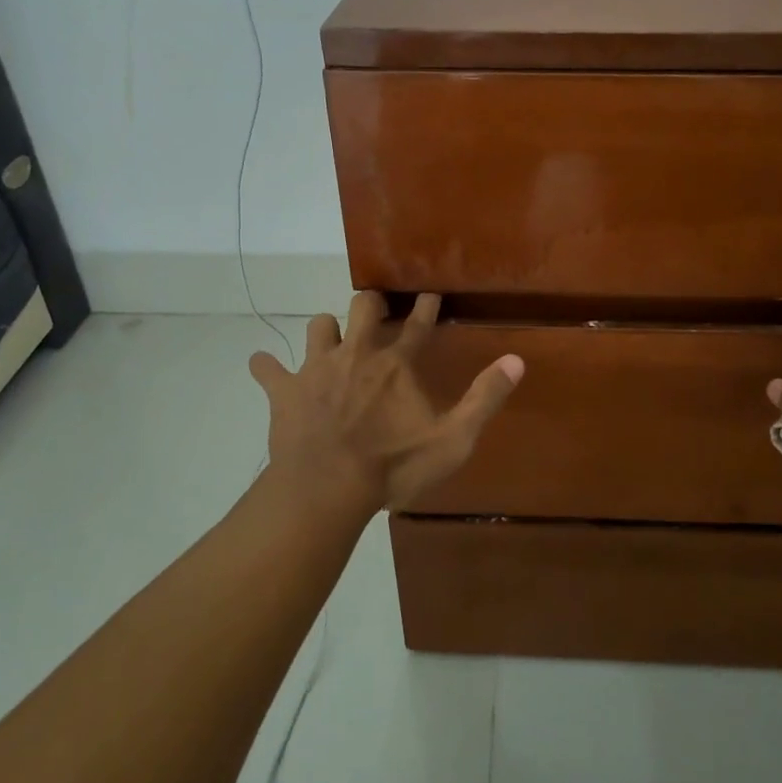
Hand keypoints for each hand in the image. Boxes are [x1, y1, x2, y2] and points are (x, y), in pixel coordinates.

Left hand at [249, 292, 523, 515]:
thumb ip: (484, 398)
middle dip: (371, 304)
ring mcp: (317, 368)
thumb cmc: (393, 467)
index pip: (419, 324)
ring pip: (318, 325)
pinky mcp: (285, 390)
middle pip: (363, 307)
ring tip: (329, 340)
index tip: (430, 293)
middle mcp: (357, 354)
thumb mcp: (452, 440)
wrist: (326, 489)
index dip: (427, 307)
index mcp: (396, 364)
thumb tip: (517, 360)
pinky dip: (266, 367)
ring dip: (325, 330)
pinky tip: (265, 368)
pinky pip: (267, 368)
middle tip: (375, 310)